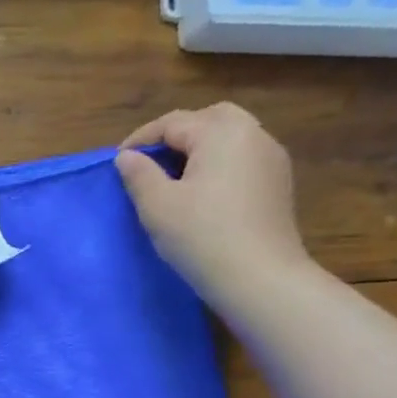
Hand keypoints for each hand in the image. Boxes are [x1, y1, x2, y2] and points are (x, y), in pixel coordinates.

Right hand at [114, 102, 311, 307]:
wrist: (259, 278)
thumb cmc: (201, 236)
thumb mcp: (157, 205)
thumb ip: (139, 174)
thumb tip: (127, 156)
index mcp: (221, 133)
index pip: (172, 123)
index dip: (140, 139)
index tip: (118, 162)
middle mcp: (252, 135)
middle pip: (208, 118)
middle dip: (176, 134)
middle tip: (151, 161)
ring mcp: (271, 158)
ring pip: (230, 136)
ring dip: (200, 147)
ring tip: (174, 175)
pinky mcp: (278, 183)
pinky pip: (243, 158)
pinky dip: (219, 162)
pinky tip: (203, 190)